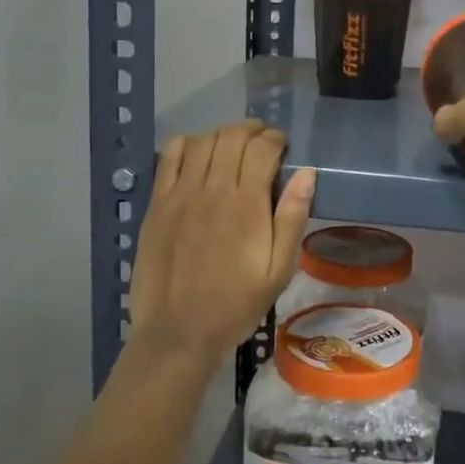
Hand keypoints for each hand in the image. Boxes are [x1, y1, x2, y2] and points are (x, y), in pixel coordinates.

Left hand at [128, 120, 316, 367]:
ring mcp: (180, 194)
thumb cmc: (237, 304)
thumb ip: (292, 217)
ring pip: (202, 141)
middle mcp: (212, 190)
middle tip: (262, 141)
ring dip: (221, 134)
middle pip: (231, 137)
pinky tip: (197, 153)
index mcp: (247, 205)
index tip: (284, 146)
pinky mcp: (157, 204)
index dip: (276, 139)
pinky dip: (186, 144)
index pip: (262, 148)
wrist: (179, 332)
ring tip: (233, 144)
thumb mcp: (279, 269)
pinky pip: (169, 157)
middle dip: (251, 130)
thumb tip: (307, 172)